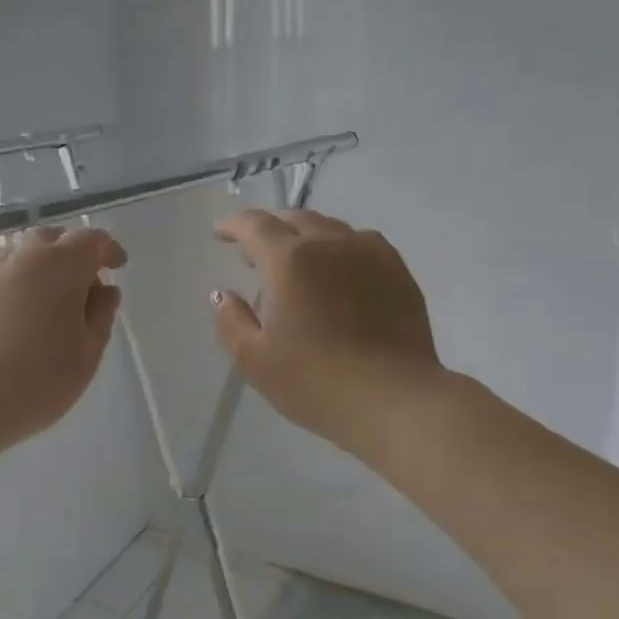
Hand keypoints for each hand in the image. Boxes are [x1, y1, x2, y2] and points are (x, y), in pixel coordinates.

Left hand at [0, 227, 127, 454]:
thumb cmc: (33, 384)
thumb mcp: (85, 357)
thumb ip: (100, 317)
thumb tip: (103, 291)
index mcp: (59, 266)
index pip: (90, 240)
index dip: (107, 249)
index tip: (116, 265)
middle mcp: (16, 257)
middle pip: (47, 240)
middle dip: (66, 256)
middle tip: (76, 288)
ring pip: (11, 260)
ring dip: (29, 274)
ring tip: (31, 310)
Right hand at [212, 210, 446, 459]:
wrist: (395, 400)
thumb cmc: (316, 381)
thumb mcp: (255, 360)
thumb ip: (231, 321)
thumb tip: (223, 294)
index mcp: (290, 260)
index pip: (255, 226)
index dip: (233, 225)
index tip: (220, 233)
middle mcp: (330, 243)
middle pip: (294, 219)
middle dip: (269, 228)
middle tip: (253, 252)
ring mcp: (370, 253)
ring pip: (330, 228)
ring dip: (305, 235)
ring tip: (296, 260)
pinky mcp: (398, 271)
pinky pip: (361, 242)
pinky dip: (339, 247)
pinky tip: (339, 270)